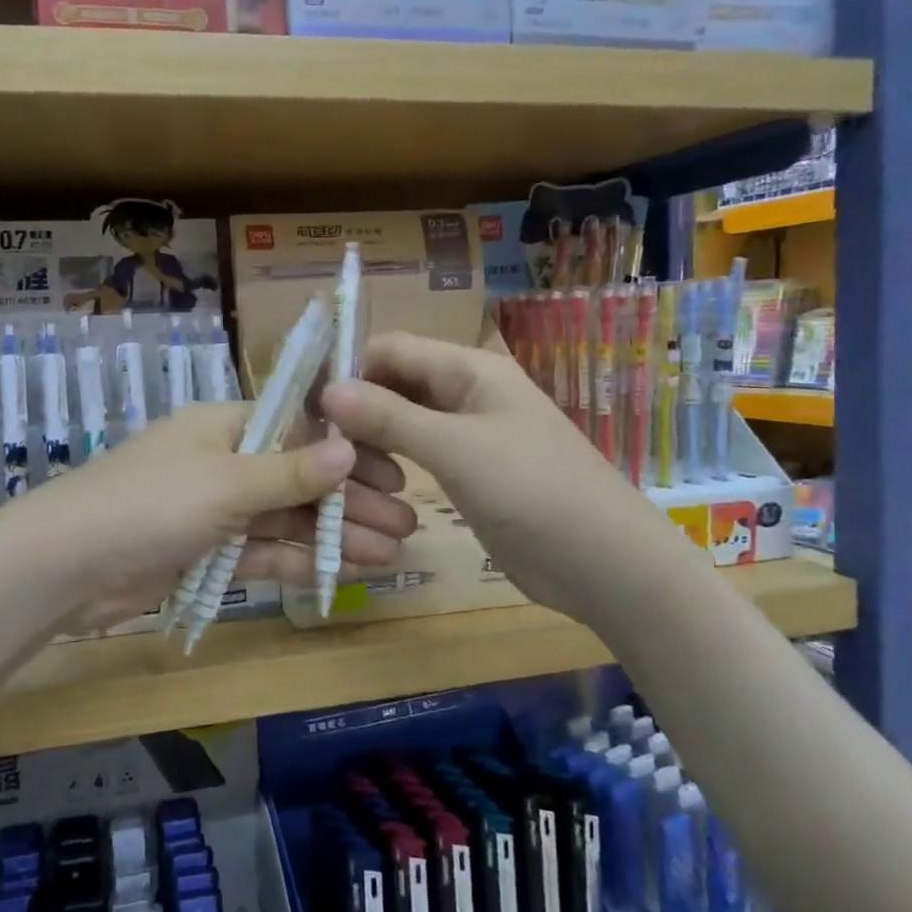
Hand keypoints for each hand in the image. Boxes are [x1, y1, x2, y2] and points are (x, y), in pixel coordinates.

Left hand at [15, 404, 417, 631]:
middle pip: (299, 478)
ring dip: (336, 534)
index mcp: (224, 427)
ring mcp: (215, 511)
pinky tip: (346, 570)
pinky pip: (264, 551)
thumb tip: (349, 447)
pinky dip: (302, 560)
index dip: (348, 452)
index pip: (299, 431)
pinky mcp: (206, 554)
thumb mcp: (226, 482)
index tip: (394, 473)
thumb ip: (290, 471)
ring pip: (287, 519)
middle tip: (408, 523)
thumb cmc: (149, 503)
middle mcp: (223, 463)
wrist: (66, 566)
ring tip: (391, 554)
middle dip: (352, 500)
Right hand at [321, 332, 674, 625]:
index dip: (348, 369)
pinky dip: (391, 463)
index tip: (308, 408)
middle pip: (394, 383)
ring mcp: (468, 434)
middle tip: (317, 448)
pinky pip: (418, 454)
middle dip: (355, 408)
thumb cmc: (532, 490)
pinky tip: (370, 485)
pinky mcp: (468, 471)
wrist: (603, 563)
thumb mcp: (454, 449)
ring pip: (402, 421)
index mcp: (469, 369)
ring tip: (341, 474)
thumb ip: (388, 417)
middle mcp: (466, 393)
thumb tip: (326, 390)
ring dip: (371, 440)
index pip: (391, 348)